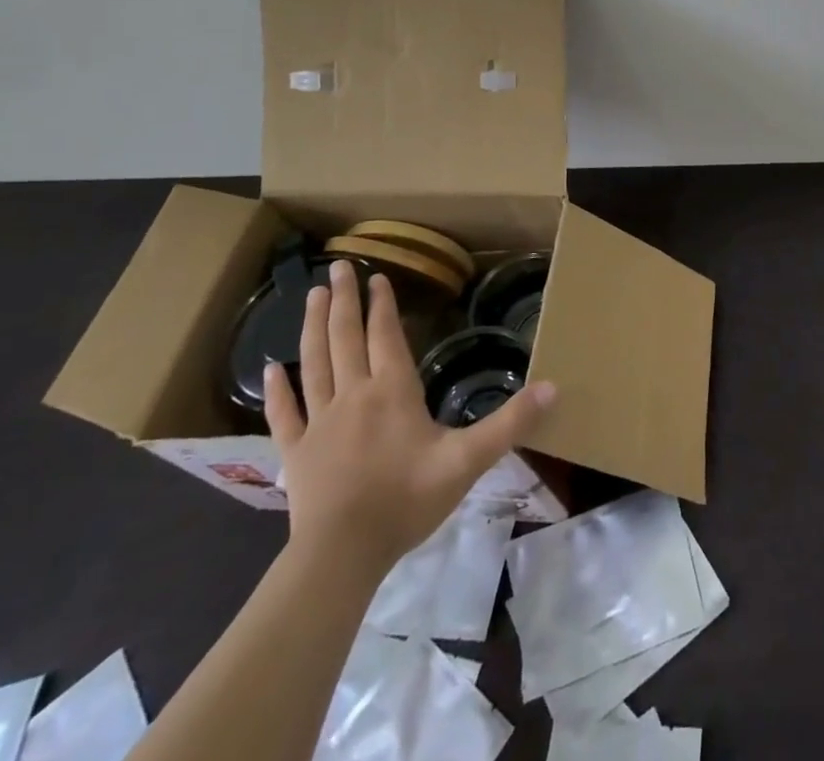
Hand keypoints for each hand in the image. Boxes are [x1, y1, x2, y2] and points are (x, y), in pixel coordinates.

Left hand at [265, 260, 555, 574]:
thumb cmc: (406, 500)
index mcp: (392, 391)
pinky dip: (277, 390)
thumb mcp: (468, 460)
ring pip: (313, 363)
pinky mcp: (295, 453)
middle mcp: (353, 395)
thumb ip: (510, 423)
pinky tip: (269, 369)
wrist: (341, 556)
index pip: (385, 335)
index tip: (376, 276)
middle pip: (345, 338)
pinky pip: (285, 413)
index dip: (381, 304)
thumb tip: (554, 387)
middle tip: (338, 267)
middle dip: (344, 301)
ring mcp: (319, 423)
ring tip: (314, 296)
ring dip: (313, 327)